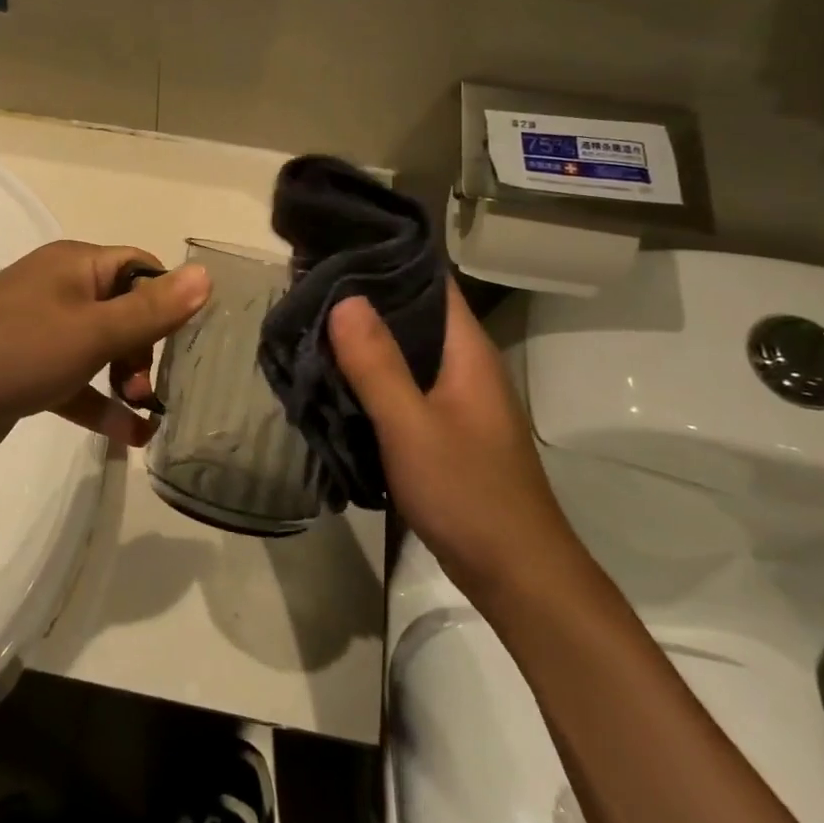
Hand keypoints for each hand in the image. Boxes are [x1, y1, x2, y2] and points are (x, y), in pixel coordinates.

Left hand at [0, 241, 210, 467]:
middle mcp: (58, 291)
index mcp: (75, 266)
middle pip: (123, 310)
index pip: (139, 268)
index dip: (167, 299)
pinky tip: (129, 439)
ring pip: (100, 350)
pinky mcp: (26, 371)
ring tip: (144, 414)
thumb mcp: (93, 330)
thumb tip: (206, 275)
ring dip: (126, 380)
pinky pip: (75, 382)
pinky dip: (99, 405)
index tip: (187, 339)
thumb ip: (152, 309)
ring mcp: (39, 332)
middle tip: (147, 387)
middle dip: (145, 349)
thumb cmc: (17, 350)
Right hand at [328, 288, 588, 604]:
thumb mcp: (412, 426)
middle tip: (307, 286)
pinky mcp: (443, 428)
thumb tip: (345, 297)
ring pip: (404, 352)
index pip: (431, 281)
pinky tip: (332, 378)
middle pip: (412, 314)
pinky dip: (369, 376)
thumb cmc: (469, 493)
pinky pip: (401, 386)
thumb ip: (377, 364)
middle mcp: (464, 365)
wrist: (517, 575)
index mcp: (467, 351)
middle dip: (364, 298)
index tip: (336, 247)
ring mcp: (455, 398)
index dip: (388, 259)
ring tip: (309, 324)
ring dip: (363, 340)